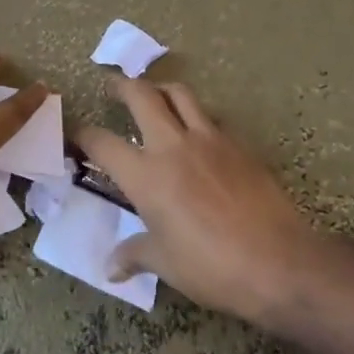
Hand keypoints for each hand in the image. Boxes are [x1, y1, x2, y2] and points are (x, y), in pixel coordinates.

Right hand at [73, 79, 314, 322]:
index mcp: (146, 176)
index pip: (102, 143)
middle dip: (122, 86)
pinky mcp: (238, 143)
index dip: (82, 134)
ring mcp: (209, 139)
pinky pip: (211, 116)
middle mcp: (173, 146)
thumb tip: (111, 267)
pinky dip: (197, 115)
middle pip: (141, 96)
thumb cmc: (212, 266)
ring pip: (180, 94)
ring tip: (154, 94)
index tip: (75, 133)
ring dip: (161, 89)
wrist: (278, 260)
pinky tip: (198, 131)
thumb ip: (135, 254)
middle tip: (112, 86)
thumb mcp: (166, 264)